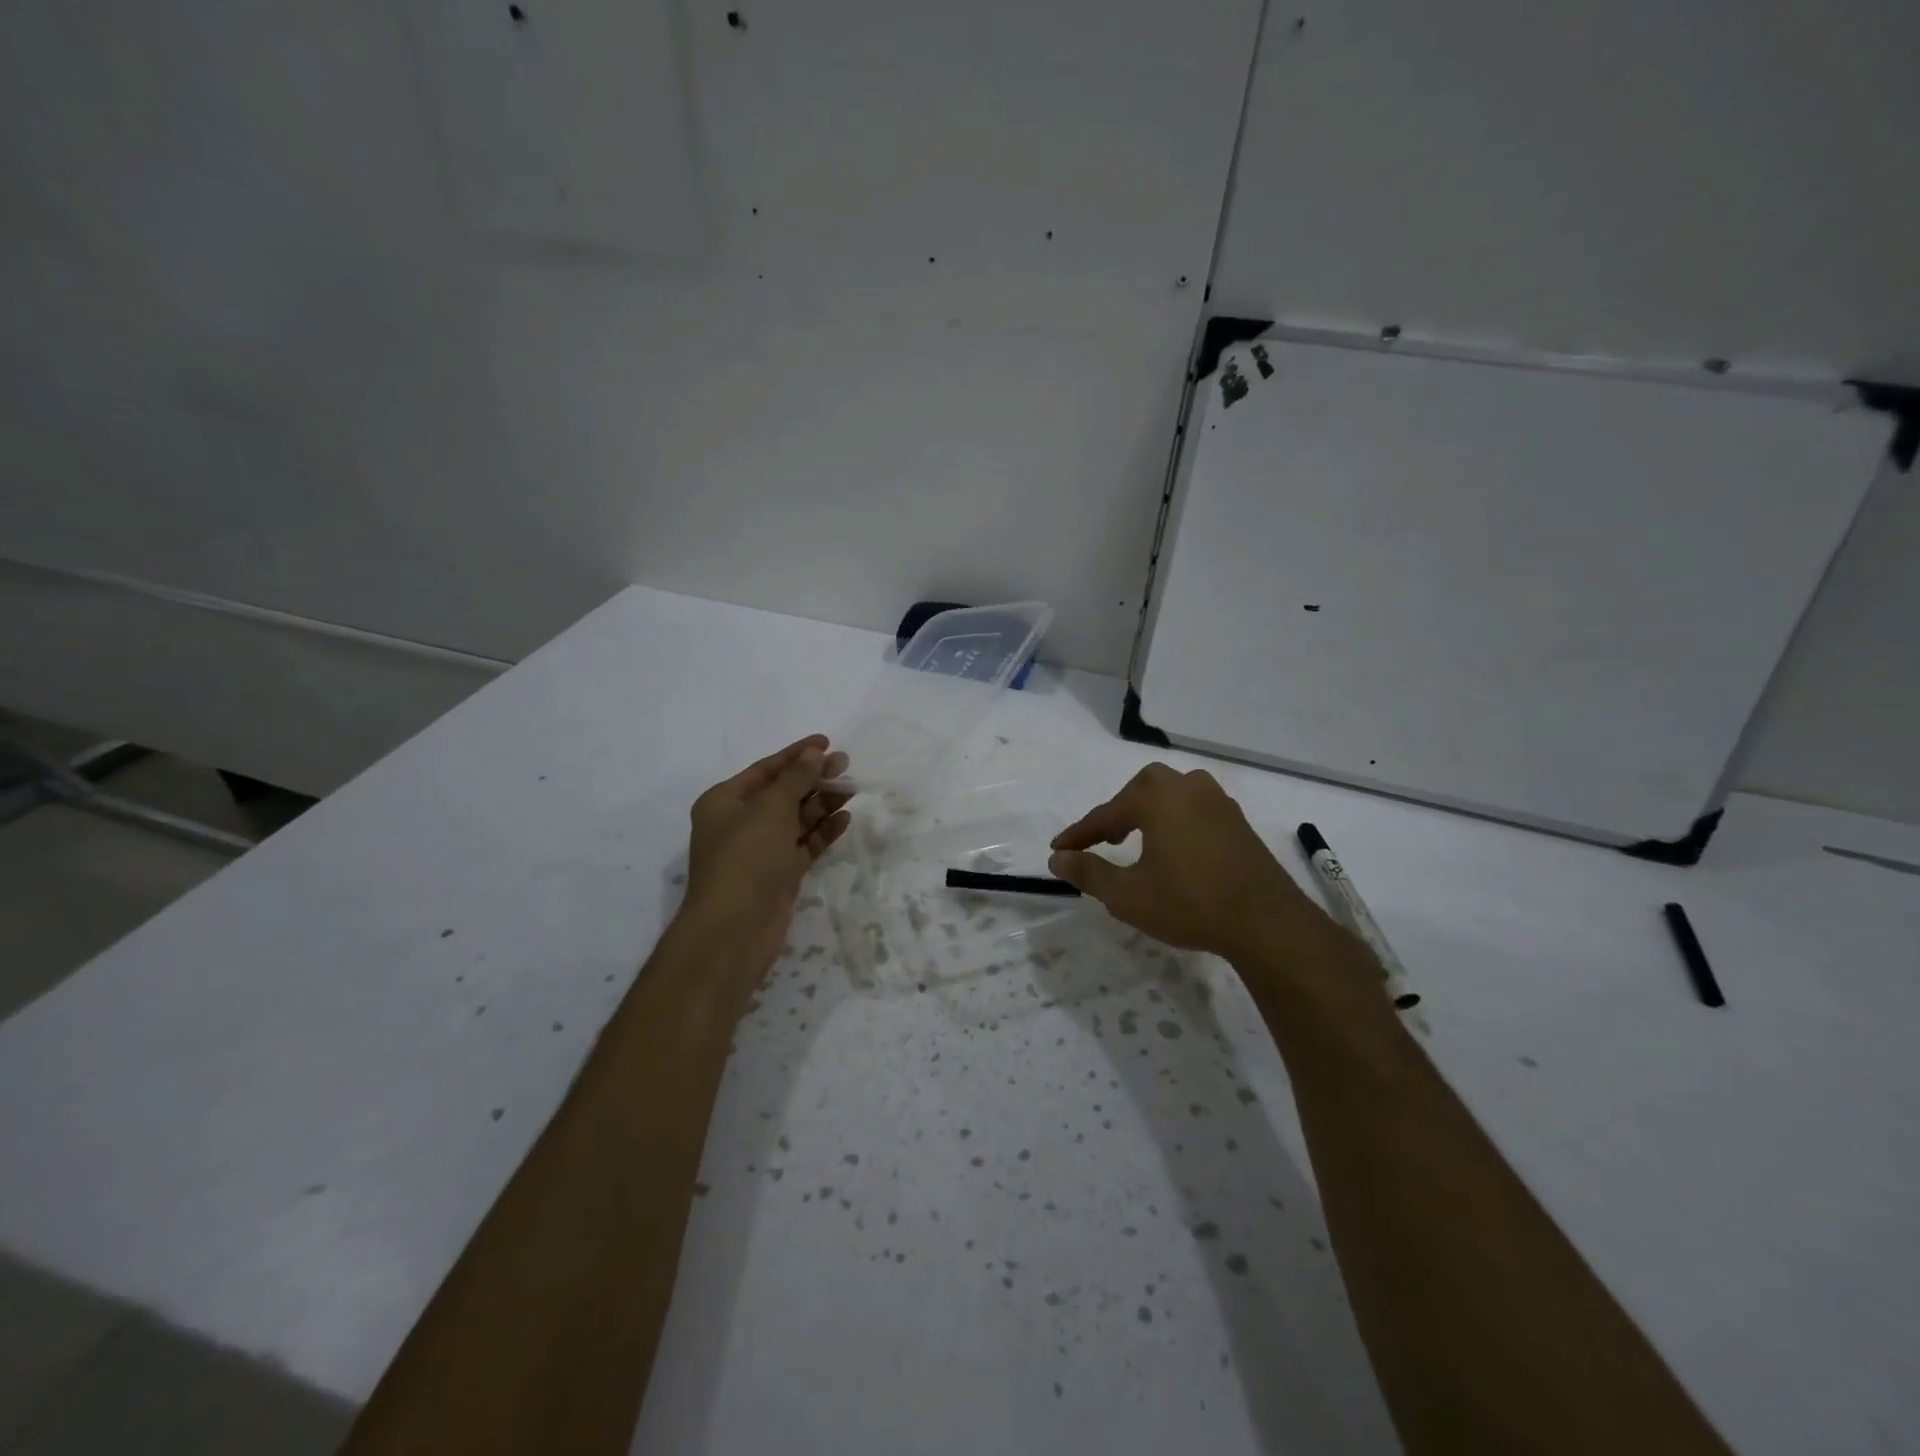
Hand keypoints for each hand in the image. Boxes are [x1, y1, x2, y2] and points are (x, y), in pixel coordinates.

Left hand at [681, 735, 850, 985]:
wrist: (735, 928)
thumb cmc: (746, 857)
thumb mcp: (770, 808)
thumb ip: (796, 778)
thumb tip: (813, 754)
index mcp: (725, 801)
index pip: (766, 769)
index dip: (796, 754)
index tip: (826, 742)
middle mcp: (740, 823)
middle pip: (783, 792)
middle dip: (813, 778)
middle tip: (846, 765)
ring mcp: (761, 850)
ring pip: (796, 819)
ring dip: (822, 803)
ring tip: (853, 788)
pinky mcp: (779, 873)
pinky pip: (804, 844)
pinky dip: (823, 831)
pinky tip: (845, 819)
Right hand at [1049, 763, 1331, 964]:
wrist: (1266, 922)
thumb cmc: (1189, 903)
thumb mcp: (1128, 895)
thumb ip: (1088, 872)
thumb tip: (1057, 858)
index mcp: (1157, 798)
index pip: (1105, 814)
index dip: (1078, 834)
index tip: (1057, 849)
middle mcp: (1187, 788)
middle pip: (1140, 790)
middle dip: (1116, 813)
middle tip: (1102, 841)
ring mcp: (1217, 801)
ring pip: (1170, 795)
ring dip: (1147, 812)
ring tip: (1135, 840)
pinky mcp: (1237, 820)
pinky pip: (1193, 808)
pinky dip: (1173, 820)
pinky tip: (1173, 847)